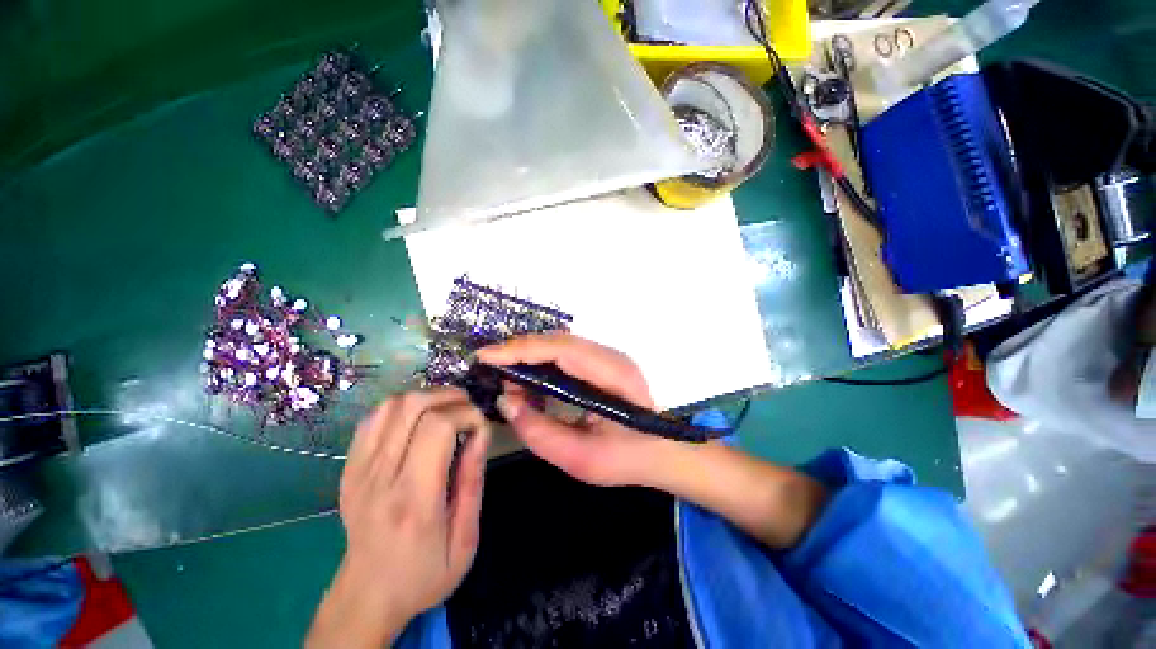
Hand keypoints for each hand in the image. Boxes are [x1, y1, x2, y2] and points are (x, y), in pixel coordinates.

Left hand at [307, 388, 489, 647]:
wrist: (367, 596)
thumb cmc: (424, 572)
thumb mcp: (465, 539)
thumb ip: (473, 480)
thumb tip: (481, 432)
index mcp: (413, 499)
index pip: (438, 426)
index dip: (467, 413)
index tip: (481, 427)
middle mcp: (380, 477)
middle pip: (413, 406)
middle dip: (450, 397)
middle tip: (469, 410)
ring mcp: (359, 469)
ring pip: (392, 405)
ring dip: (427, 397)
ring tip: (448, 410)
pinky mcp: (348, 467)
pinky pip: (373, 418)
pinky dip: (402, 408)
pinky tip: (419, 420)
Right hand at [478, 332, 673, 486]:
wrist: (662, 450)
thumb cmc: (626, 458)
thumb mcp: (581, 459)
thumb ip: (538, 432)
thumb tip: (505, 400)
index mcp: (613, 375)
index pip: (562, 349)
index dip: (522, 349)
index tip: (486, 356)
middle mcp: (611, 356)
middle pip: (558, 340)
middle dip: (519, 350)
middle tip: (489, 367)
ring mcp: (607, 356)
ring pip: (559, 344)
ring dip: (529, 355)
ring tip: (505, 376)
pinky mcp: (601, 362)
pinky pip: (565, 353)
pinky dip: (541, 362)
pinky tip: (528, 380)